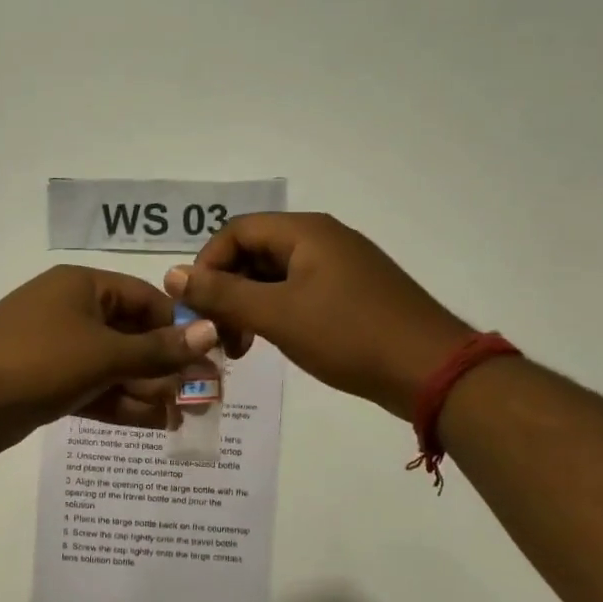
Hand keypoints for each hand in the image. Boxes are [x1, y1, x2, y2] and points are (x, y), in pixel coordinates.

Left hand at [0, 266, 220, 458]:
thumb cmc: (36, 361)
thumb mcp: (103, 354)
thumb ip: (158, 349)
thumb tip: (210, 331)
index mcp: (83, 287)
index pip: (146, 299)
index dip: (180, 327)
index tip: (210, 357)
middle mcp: (72, 312)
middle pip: (132, 336)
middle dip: (167, 366)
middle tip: (204, 397)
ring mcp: (58, 349)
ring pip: (115, 367)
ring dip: (148, 390)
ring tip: (186, 417)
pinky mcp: (48, 383)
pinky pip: (94, 389)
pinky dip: (121, 405)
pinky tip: (155, 424)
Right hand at [166, 213, 471, 416]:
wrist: (431, 370)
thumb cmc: (349, 334)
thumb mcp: (277, 314)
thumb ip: (222, 294)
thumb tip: (171, 275)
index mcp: (305, 232)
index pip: (236, 231)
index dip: (207, 264)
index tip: (195, 306)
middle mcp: (322, 240)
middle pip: (254, 252)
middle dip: (226, 290)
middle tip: (216, 333)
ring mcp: (339, 267)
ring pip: (274, 276)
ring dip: (247, 306)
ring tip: (239, 348)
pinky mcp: (350, 294)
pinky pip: (297, 293)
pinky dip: (274, 314)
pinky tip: (269, 343)